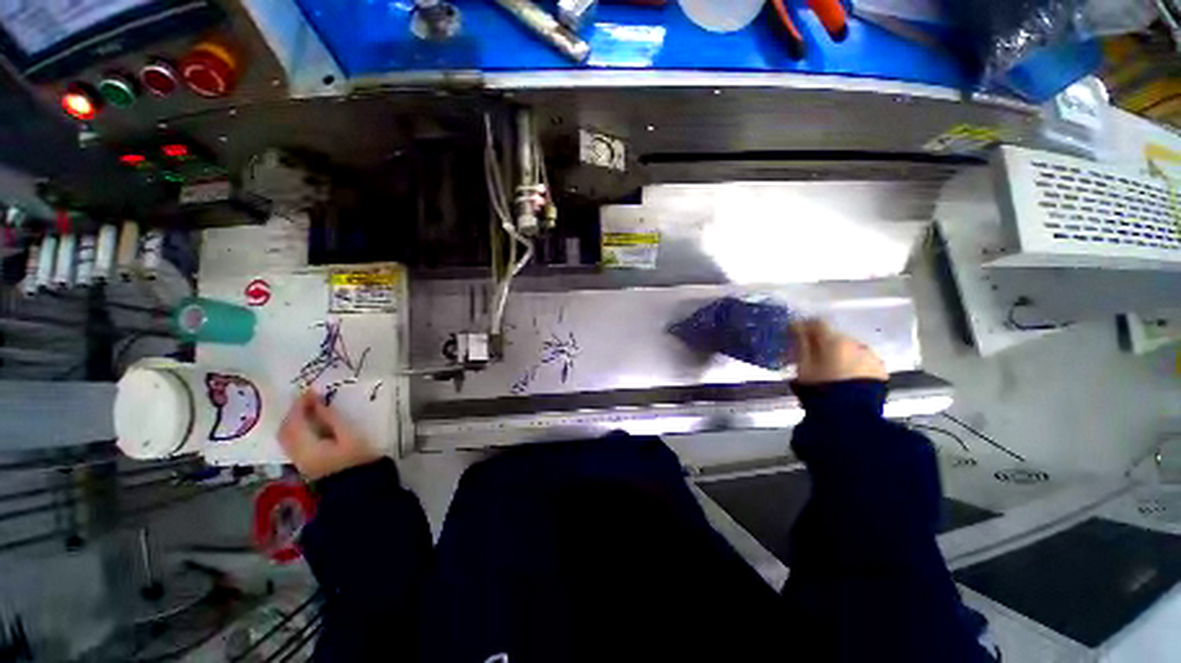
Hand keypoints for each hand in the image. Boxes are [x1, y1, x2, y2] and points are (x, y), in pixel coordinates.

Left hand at [279, 390, 380, 480]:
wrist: (358, 486)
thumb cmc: (357, 458)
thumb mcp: (348, 435)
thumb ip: (331, 419)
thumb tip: (317, 402)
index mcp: (306, 445)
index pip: (295, 421)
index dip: (300, 404)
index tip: (310, 390)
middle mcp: (295, 453)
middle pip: (285, 429)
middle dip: (293, 412)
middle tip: (308, 398)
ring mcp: (298, 460)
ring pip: (285, 436)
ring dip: (293, 420)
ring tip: (308, 408)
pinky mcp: (304, 463)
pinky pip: (291, 442)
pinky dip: (296, 429)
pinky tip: (309, 423)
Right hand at [791, 319, 887, 384]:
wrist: (851, 416)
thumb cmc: (820, 388)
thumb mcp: (802, 366)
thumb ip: (800, 343)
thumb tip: (796, 326)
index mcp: (833, 340)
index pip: (817, 323)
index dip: (804, 327)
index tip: (794, 334)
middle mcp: (855, 343)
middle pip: (834, 335)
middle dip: (822, 342)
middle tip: (809, 355)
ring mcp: (870, 356)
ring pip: (849, 348)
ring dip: (838, 353)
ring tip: (828, 368)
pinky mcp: (880, 371)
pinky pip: (861, 361)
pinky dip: (851, 364)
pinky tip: (844, 376)